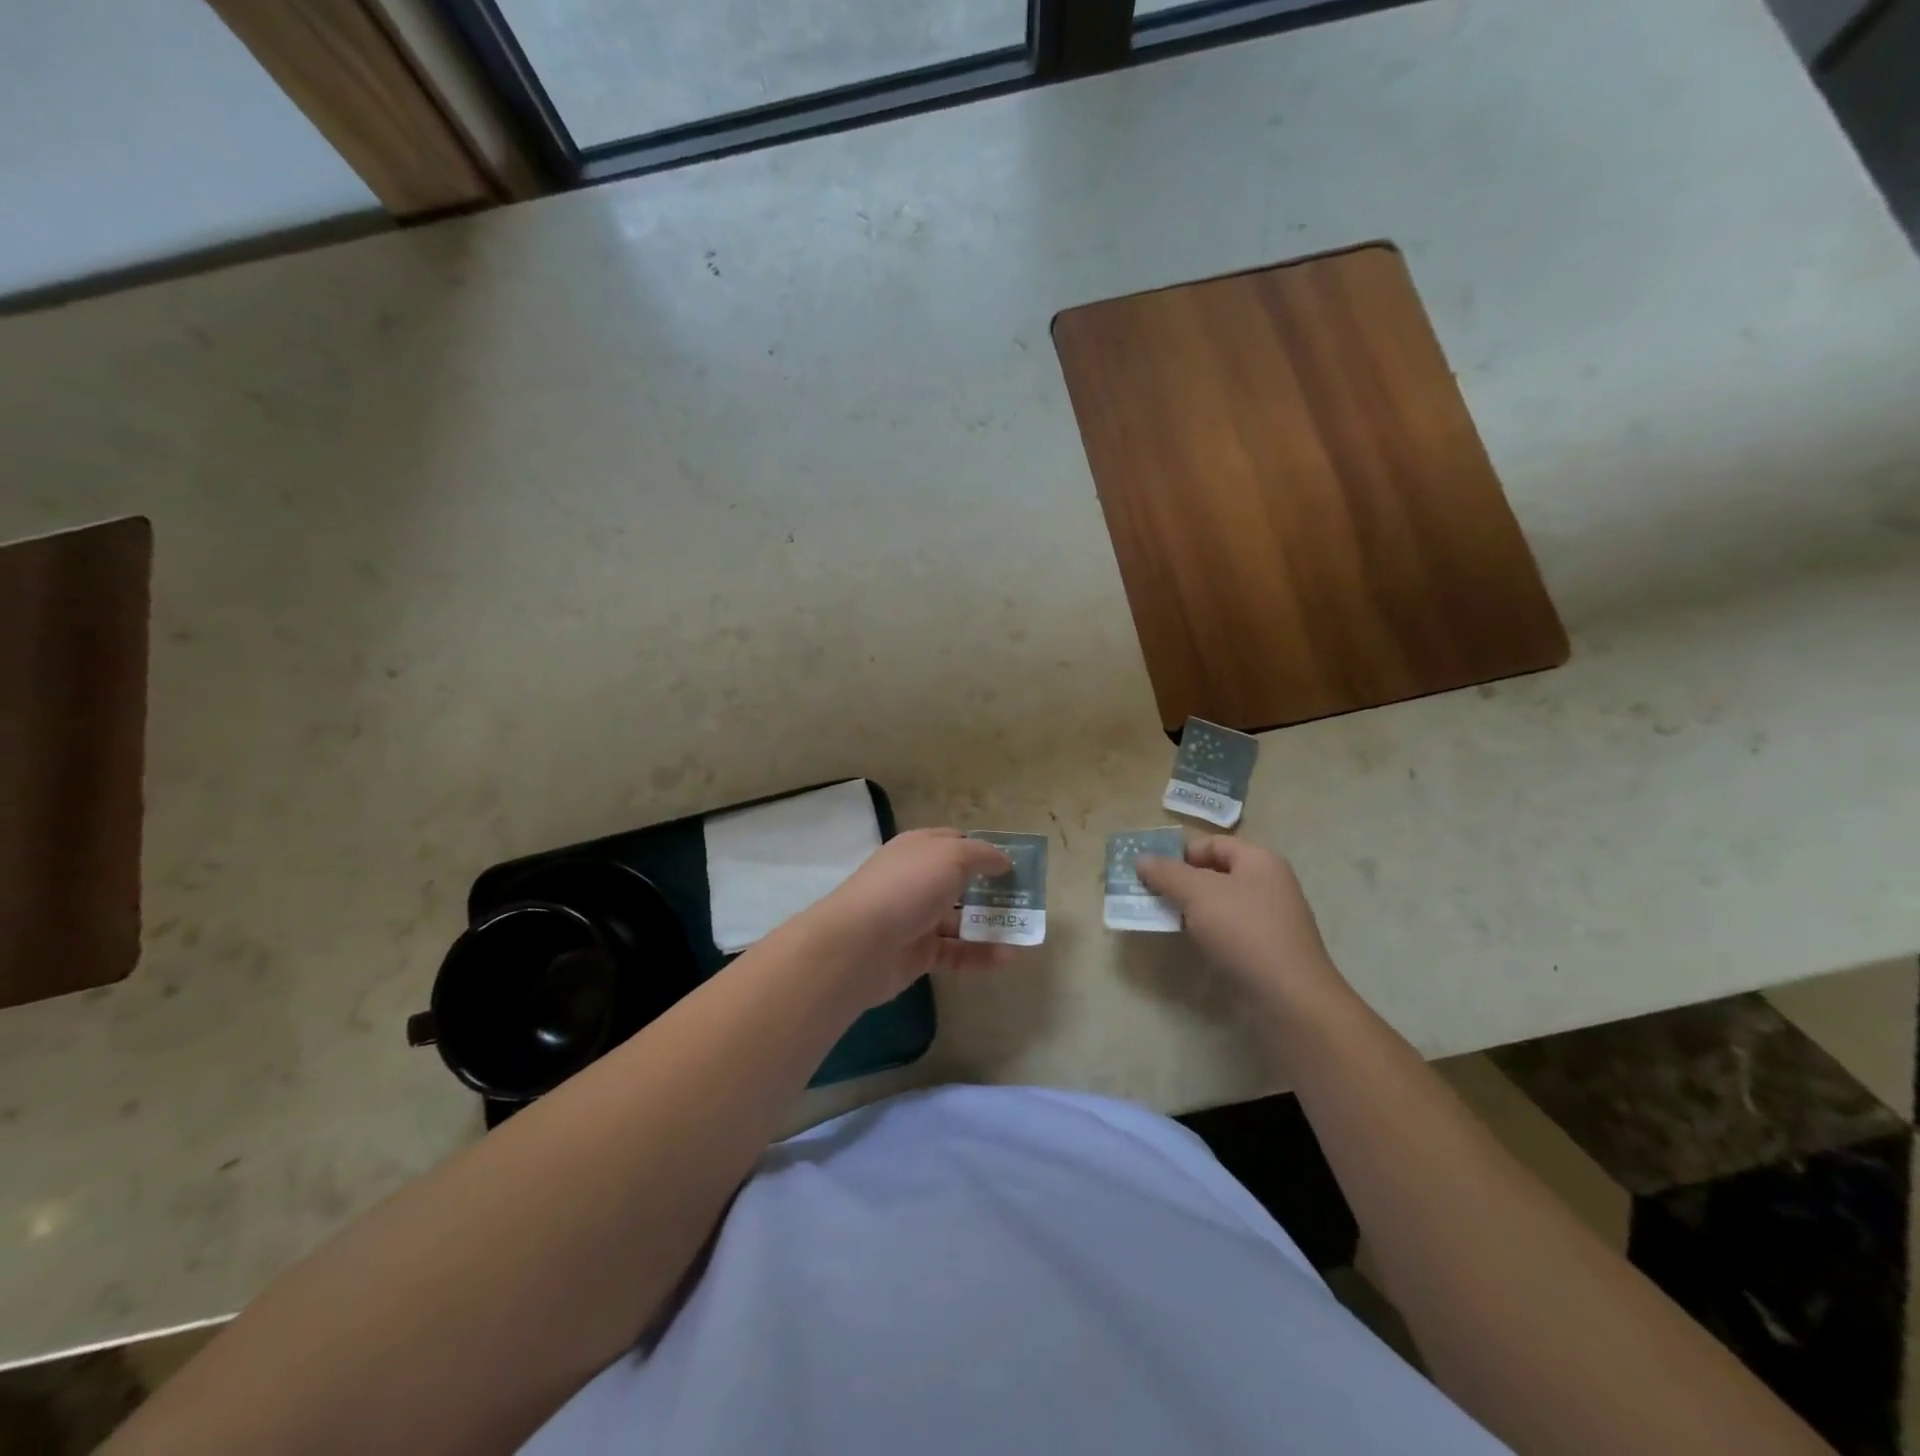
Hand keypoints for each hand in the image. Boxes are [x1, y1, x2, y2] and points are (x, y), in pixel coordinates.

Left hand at [795, 829, 1015, 1006]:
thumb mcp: (951, 856)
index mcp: (918, 849)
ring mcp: (916, 918)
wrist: (860, 944)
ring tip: (1025, 930)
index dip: (983, 850)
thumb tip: (1003, 860)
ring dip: (991, 924)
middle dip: (991, 888)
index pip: (954, 842)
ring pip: (960, 919)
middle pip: (959, 881)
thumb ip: (982, 855)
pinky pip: (957, 953)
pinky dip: (982, 954)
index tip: (1013, 863)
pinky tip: (1009, 957)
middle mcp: (916, 880)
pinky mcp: (918, 954)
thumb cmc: (908, 887)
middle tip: (1025, 898)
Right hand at [1136, 836, 1347, 1011]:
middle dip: (1180, 881)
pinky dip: (1205, 931)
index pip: (1213, 843)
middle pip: (1216, 873)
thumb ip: (1167, 873)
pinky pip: (1228, 930)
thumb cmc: (1244, 932)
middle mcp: (1268, 885)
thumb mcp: (1198, 894)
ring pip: (1219, 904)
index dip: (1180, 852)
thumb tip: (1142, 859)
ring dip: (1190, 908)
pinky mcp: (1265, 950)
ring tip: (1160, 917)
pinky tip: (1188, 942)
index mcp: (1259, 861)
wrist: (1288, 999)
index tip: (1150, 871)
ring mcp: (1269, 920)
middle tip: (1148, 893)